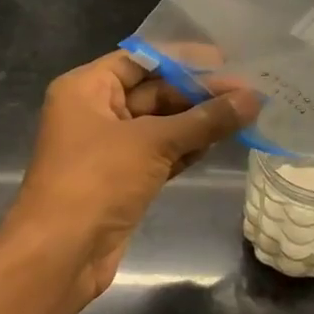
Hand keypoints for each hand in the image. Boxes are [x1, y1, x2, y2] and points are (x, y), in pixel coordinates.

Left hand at [0, 51, 258, 304]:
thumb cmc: (97, 181)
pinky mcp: (124, 178)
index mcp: (87, 88)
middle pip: (154, 91)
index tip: (227, 59)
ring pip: (162, 124)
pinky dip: (189, 147)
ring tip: (246, 112)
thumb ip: (206, 119)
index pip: (141, 60)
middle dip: (199, 93)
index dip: (183, 58)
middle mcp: (96, 111)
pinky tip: (223, 140)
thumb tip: (253, 98)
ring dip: (199, 121)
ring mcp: (110, 147)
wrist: (60, 254)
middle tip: (248, 92)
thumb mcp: (154, 142)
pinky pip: (162, 152)